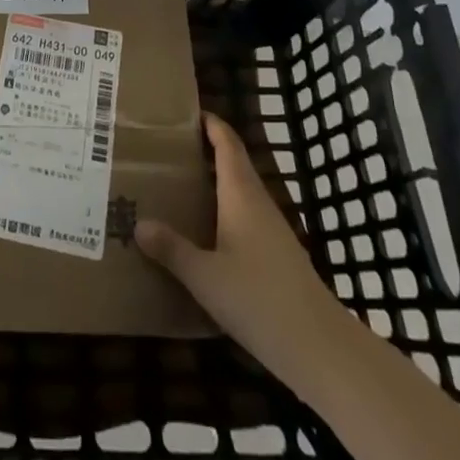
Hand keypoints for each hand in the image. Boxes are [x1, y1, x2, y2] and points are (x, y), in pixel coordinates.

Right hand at [137, 112, 348, 390]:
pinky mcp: (279, 258)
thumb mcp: (205, 277)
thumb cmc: (259, 299)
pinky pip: (246, 220)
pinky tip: (206, 236)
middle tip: (168, 150)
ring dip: (214, 185)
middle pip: (233, 164)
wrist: (321, 349)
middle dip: (205, 153)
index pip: (227, 143)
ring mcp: (273, 232)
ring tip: (179, 188)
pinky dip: (224, 214)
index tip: (186, 111)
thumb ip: (172, 249)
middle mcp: (258, 203)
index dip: (211, 123)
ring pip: (240, 194)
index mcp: (241, 194)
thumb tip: (138, 224)